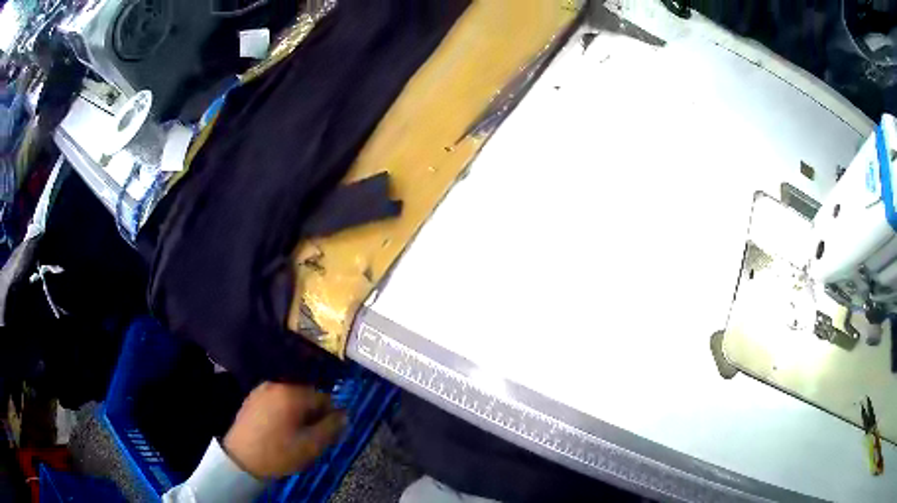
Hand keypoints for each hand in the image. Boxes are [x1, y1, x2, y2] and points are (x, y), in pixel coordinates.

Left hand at [223, 382, 345, 478]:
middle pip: (307, 395)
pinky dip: (283, 411)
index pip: (324, 397)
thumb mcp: (311, 446)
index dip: (329, 416)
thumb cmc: (278, 452)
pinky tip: (279, 429)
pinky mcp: (252, 397)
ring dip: (298, 413)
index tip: (324, 433)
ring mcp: (262, 389)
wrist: (240, 458)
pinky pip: (277, 400)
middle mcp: (277, 385)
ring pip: (291, 398)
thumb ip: (331, 428)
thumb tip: (344, 414)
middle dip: (312, 414)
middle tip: (309, 436)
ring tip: (294, 434)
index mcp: (293, 393)